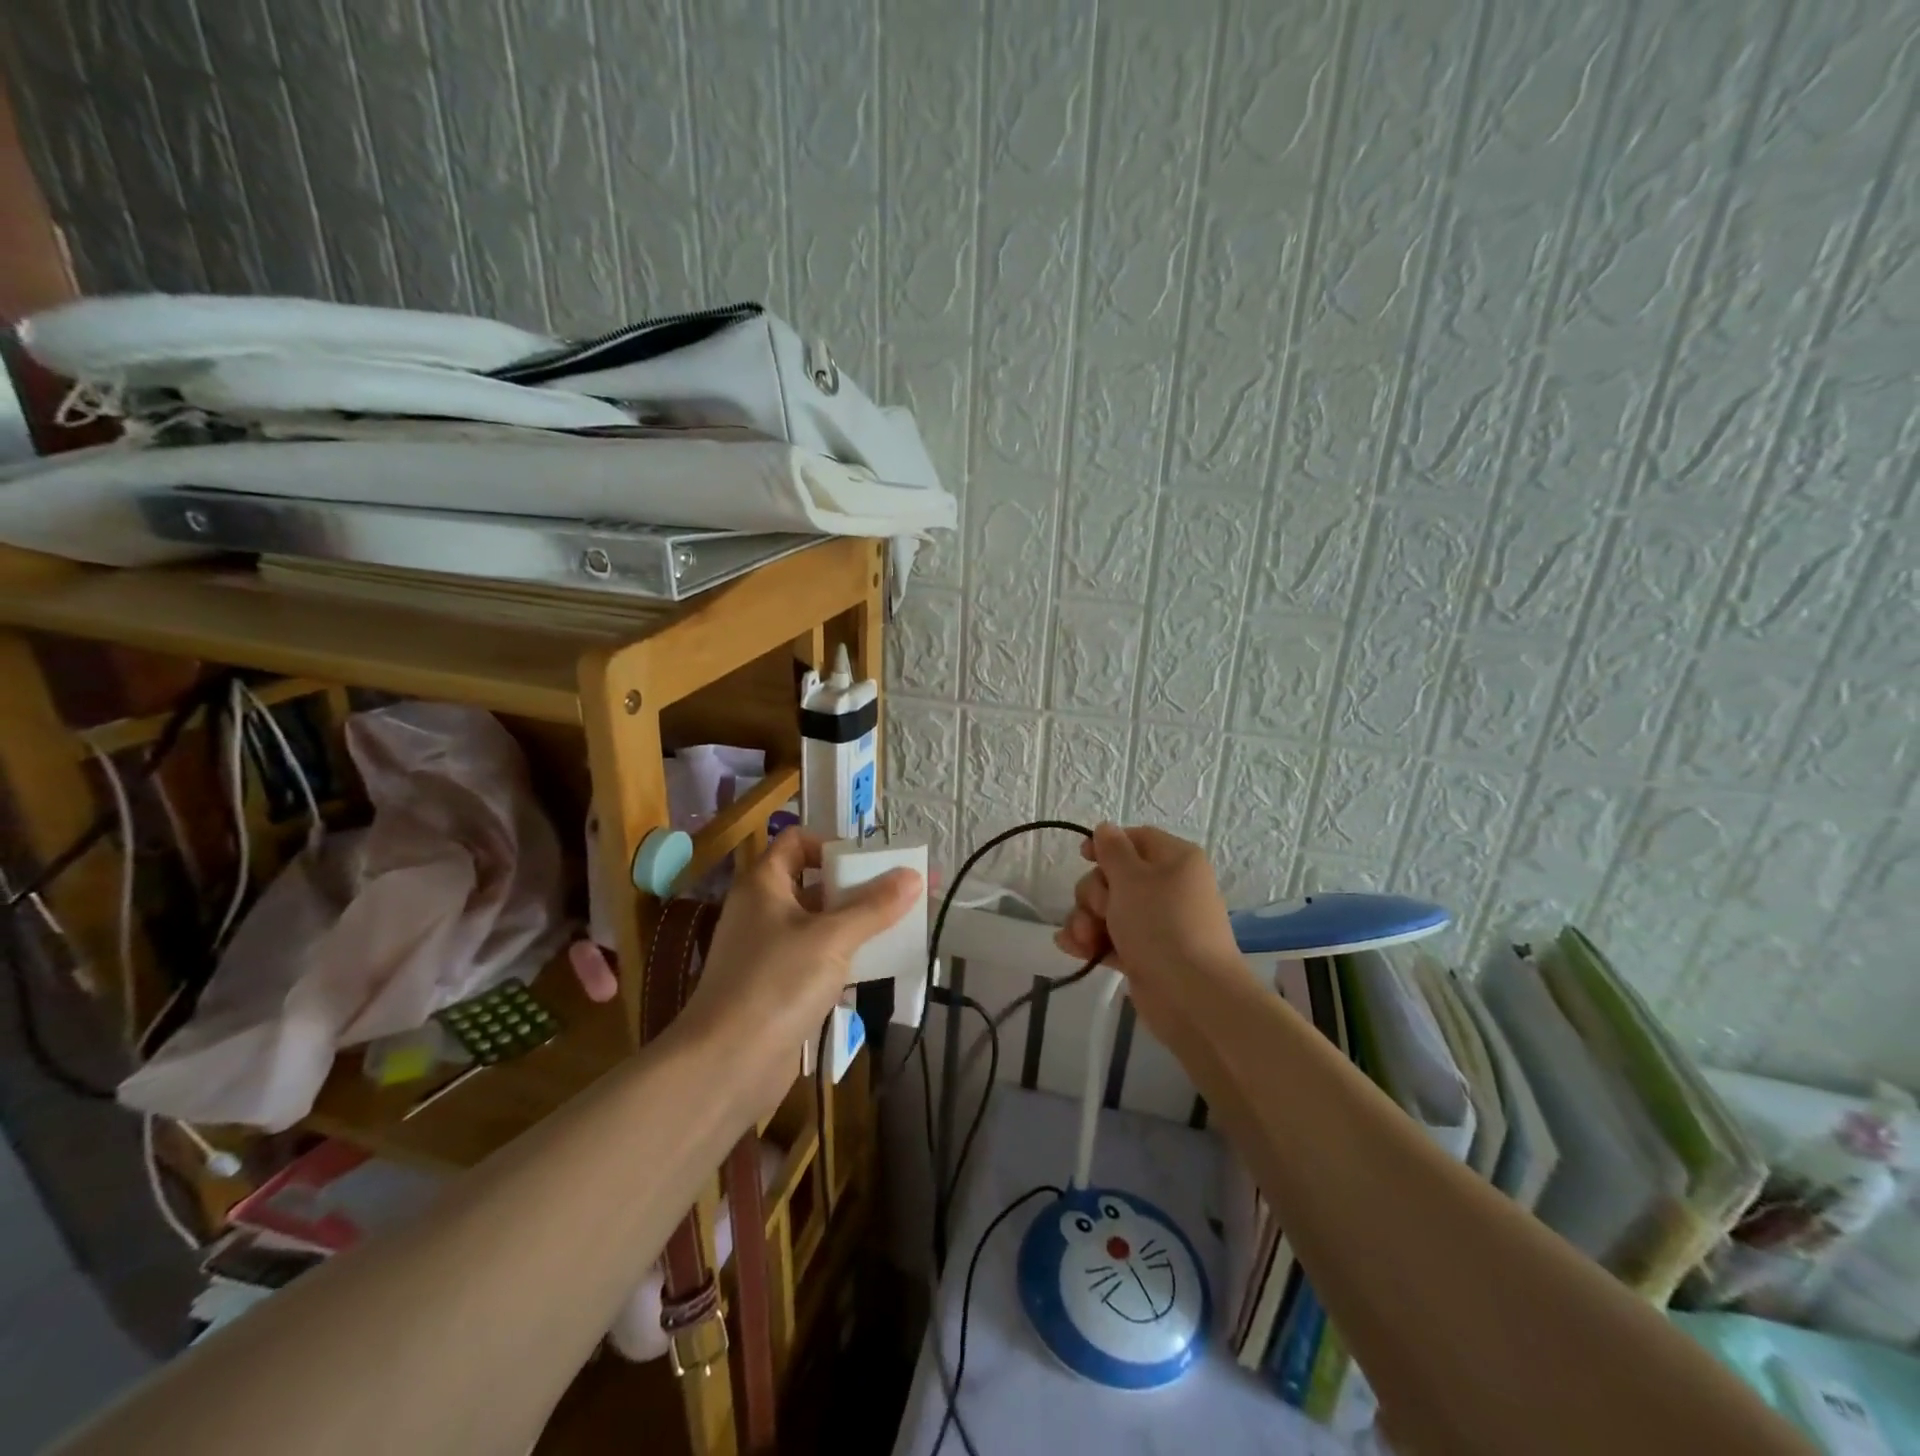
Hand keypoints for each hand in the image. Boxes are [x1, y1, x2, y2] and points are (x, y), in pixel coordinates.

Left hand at [679, 827, 919, 1123]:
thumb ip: (874, 906)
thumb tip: (914, 875)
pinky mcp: (778, 987)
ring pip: (820, 924)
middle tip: (902, 895)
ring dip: (857, 925)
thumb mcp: (832, 938)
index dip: (832, 844)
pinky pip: (817, 959)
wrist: (727, 1066)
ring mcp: (768, 951)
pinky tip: (879, 968)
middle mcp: (763, 910)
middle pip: (815, 883)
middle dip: (858, 887)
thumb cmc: (776, 984)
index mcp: (764, 884)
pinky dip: (845, 958)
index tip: (871, 863)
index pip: (797, 842)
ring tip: (901, 928)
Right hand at [1053, 823, 1241, 1030]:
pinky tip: (1074, 949)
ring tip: (1084, 940)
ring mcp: (1157, 924)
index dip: (1107, 844)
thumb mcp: (1131, 878)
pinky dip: (1092, 941)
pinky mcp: (1146, 955)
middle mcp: (1169, 888)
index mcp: (1175, 860)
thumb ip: (1112, 849)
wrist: (1192, 996)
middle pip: (1116, 875)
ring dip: (1086, 920)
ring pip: (1108, 909)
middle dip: (1093, 892)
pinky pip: (1111, 938)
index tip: (1082, 856)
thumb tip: (1106, 829)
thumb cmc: (1161, 924)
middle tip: (1099, 910)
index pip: (1136, 838)